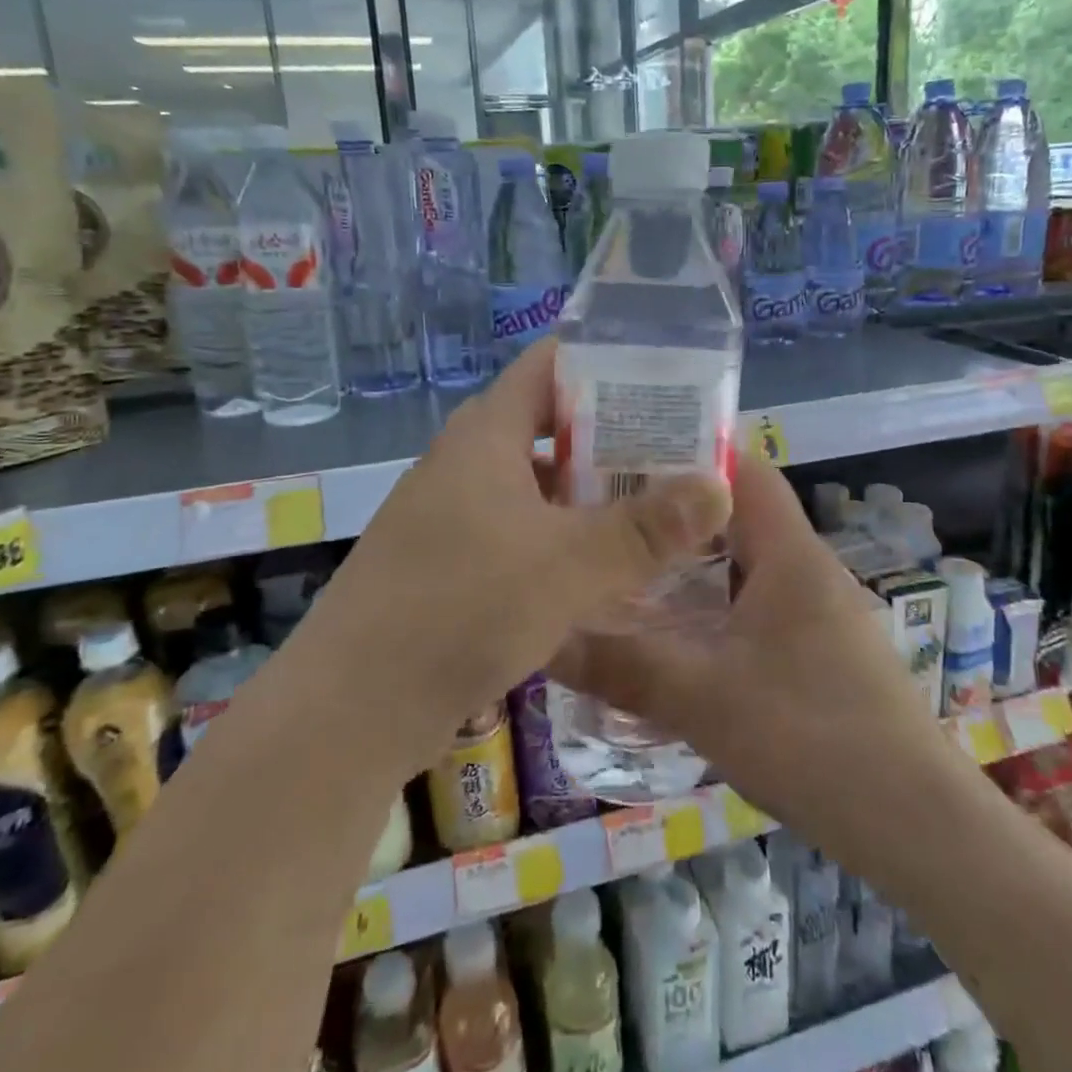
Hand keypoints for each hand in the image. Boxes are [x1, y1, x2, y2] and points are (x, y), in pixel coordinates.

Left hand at [298, 339, 731, 769]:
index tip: (664, 382)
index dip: (605, 363)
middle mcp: (464, 463)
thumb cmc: (462, 607)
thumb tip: (720, 486)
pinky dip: (559, 540)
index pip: (548, 366)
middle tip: (676, 454)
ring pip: (534, 487)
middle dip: (611, 438)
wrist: (351, 708)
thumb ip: (646, 527)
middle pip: (547, 427)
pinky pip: (516, 532)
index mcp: (486, 436)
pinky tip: (600, 573)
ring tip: (652, 511)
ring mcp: (450, 515)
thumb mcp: (568, 564)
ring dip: (587, 496)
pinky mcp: (446, 564)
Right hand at [552, 455, 935, 828]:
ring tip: (625, 560)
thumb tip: (544, 638)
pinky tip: (670, 628)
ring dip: (691, 558)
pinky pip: (753, 601)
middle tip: (607, 510)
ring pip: (743, 560)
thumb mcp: (703, 700)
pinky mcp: (815, 648)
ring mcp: (815, 609)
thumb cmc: (813, 740)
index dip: (690, 448)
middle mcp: (806, 568)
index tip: (625, 450)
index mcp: (790, 554)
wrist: (916, 825)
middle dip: (675, 507)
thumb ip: (621, 666)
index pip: (744, 468)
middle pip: (737, 512)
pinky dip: (711, 600)